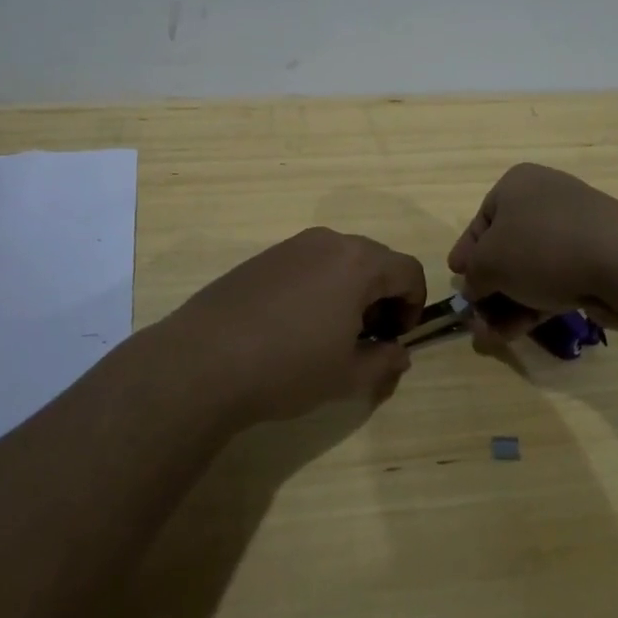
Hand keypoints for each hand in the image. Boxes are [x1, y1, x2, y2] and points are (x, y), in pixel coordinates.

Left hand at [166, 228, 426, 422]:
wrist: (204, 360)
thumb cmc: (289, 366)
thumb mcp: (348, 376)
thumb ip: (385, 362)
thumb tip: (398, 353)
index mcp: (358, 262)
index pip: (409, 271)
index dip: (414, 305)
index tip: (396, 338)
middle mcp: (329, 242)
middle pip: (376, 261)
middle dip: (382, 297)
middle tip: (367, 338)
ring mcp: (292, 246)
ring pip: (340, 261)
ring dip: (350, 291)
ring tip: (330, 334)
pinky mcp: (263, 257)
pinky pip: (308, 265)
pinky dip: (318, 287)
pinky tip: (294, 326)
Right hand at [447, 164, 617, 341]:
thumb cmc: (542, 248)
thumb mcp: (489, 262)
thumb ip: (474, 275)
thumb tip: (474, 287)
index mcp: (518, 184)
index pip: (482, 219)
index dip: (466, 252)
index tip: (456, 278)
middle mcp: (546, 199)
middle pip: (507, 248)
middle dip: (488, 287)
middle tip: (475, 316)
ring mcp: (576, 230)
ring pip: (531, 269)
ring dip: (508, 304)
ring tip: (492, 337)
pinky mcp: (597, 259)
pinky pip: (556, 281)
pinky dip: (535, 305)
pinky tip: (518, 333)